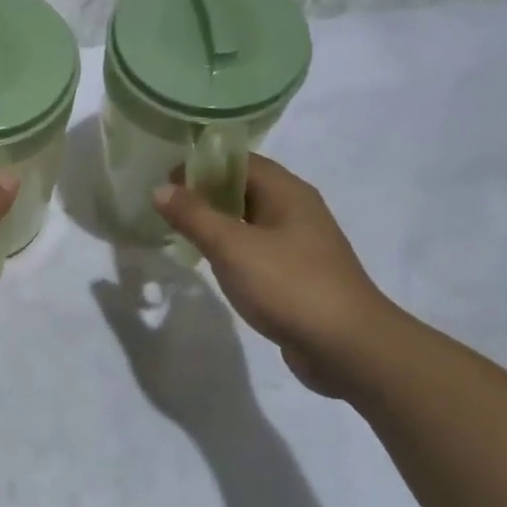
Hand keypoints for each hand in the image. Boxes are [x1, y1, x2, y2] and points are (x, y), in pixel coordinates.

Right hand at [153, 155, 402, 397]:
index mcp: (287, 192)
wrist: (347, 346)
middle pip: (244, 188)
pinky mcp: (296, 274)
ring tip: (178, 232)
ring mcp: (299, 244)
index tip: (164, 179)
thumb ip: (195, 216)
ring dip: (216, 222)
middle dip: (205, 192)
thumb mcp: (233, 247)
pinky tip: (209, 264)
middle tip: (164, 206)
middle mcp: (296, 210)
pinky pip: (256, 249)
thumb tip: (160, 188)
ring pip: (249, 220)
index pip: (239, 161)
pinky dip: (230, 249)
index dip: (201, 164)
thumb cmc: (289, 285)